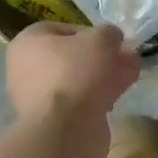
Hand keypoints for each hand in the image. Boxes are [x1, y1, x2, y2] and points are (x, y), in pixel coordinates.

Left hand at [5, 24, 140, 152]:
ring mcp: (36, 96)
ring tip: (130, 75)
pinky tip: (119, 95)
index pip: (64, 29)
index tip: (112, 42)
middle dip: (103, 57)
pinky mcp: (51, 119)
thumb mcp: (102, 39)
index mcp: (28, 42)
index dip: (93, 33)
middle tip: (126, 58)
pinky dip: (98, 96)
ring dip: (105, 75)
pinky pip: (78, 100)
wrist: (66, 128)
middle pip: (72, 56)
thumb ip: (109, 33)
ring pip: (78, 79)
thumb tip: (111, 39)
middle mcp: (26, 68)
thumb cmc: (77, 72)